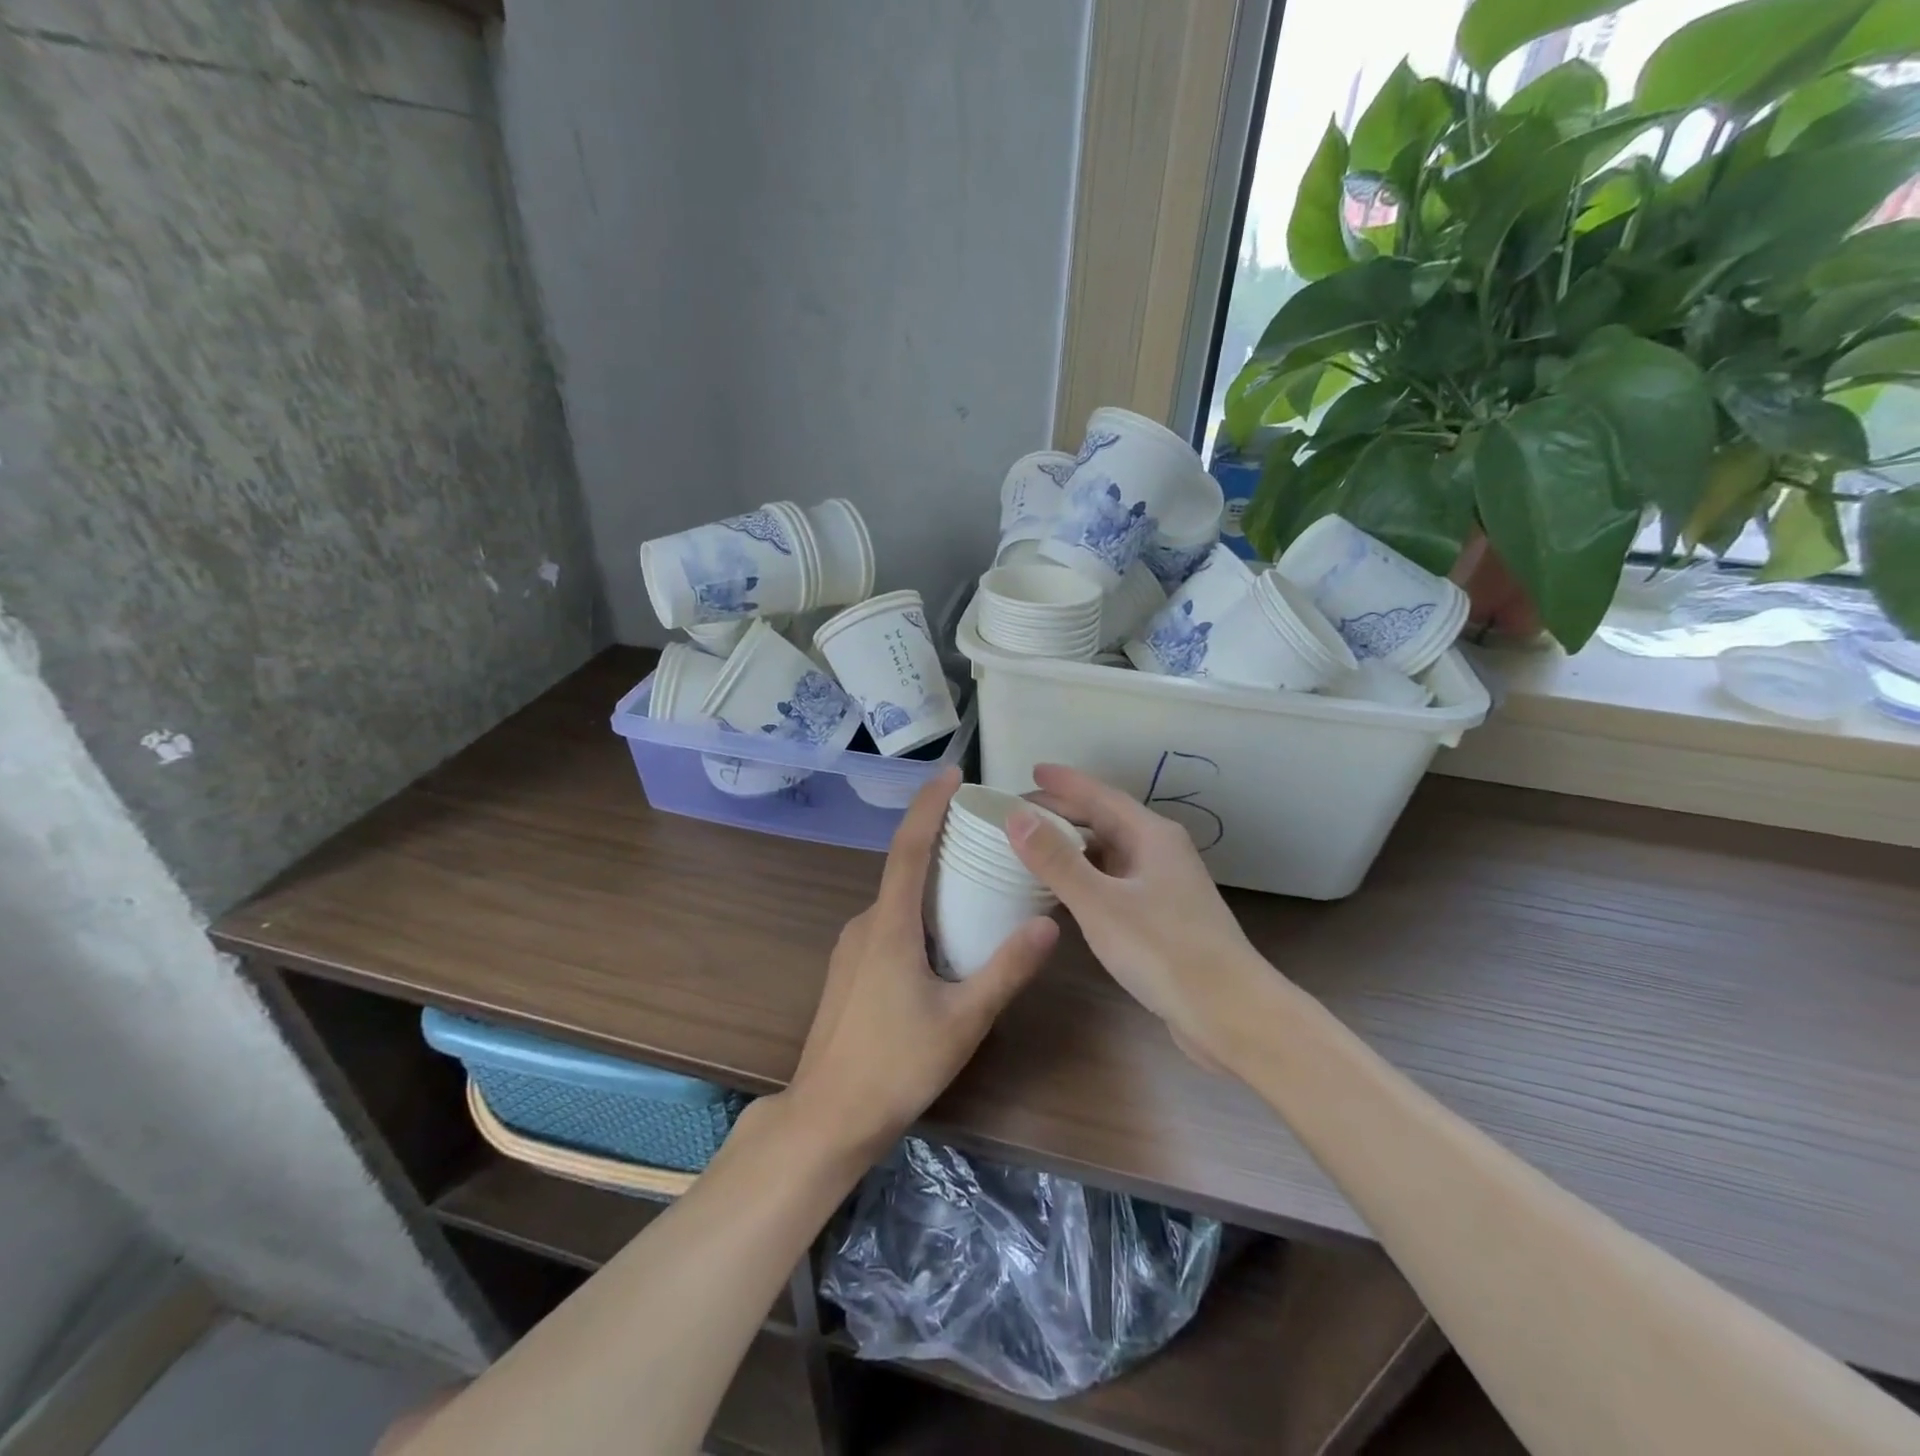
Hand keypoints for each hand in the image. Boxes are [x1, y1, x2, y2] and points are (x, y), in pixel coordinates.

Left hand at [785, 767, 1056, 1162]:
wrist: (827, 1117)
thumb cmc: (896, 1066)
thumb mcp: (963, 1020)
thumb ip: (1006, 970)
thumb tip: (1048, 924)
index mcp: (890, 925)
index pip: (909, 847)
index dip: (929, 804)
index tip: (953, 773)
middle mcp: (865, 923)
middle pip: (904, 867)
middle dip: (940, 841)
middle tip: (985, 833)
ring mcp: (851, 946)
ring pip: (896, 899)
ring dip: (931, 882)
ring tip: (976, 884)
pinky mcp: (849, 968)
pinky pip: (887, 922)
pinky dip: (917, 911)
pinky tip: (944, 938)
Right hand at [1007, 764, 1274, 1069]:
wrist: (1231, 1014)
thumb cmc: (1165, 950)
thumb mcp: (1100, 903)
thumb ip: (1056, 860)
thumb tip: (1016, 816)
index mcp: (1152, 835)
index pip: (1101, 795)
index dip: (1065, 782)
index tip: (1032, 770)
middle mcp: (1160, 852)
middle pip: (1106, 820)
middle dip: (1064, 812)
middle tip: (1020, 812)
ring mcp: (1164, 886)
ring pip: (1111, 852)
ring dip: (1074, 845)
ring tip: (1034, 846)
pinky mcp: (1163, 917)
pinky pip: (1115, 880)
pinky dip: (1086, 876)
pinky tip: (1065, 891)